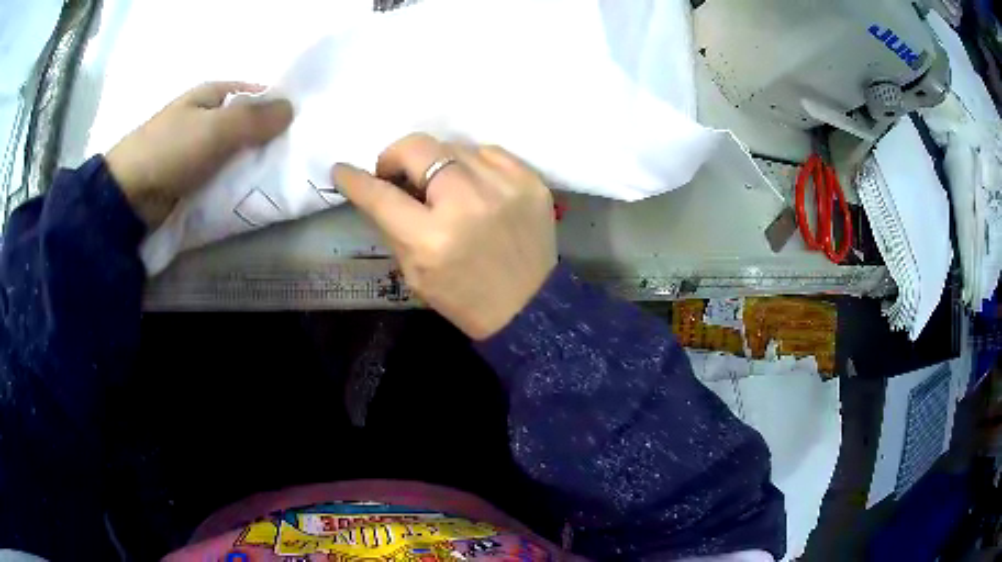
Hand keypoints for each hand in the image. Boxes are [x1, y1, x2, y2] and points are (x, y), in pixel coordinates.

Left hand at [105, 82, 292, 227]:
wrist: (128, 196)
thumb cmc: (170, 150)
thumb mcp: (214, 129)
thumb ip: (254, 119)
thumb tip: (292, 109)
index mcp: (213, 94)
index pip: (256, 94)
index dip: (278, 108)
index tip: (301, 129)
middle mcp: (207, 117)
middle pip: (248, 124)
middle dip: (268, 140)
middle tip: (293, 159)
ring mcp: (199, 148)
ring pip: (236, 152)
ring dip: (253, 164)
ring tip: (278, 179)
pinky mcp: (193, 177)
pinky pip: (223, 175)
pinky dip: (236, 182)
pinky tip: (251, 192)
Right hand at [334, 134, 557, 339]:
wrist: (528, 306)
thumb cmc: (463, 297)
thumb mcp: (413, 272)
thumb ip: (390, 225)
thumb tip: (374, 186)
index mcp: (431, 238)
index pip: (380, 194)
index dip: (355, 179)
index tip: (343, 170)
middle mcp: (467, 203)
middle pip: (418, 148)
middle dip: (396, 157)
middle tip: (396, 174)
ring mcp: (504, 186)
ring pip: (453, 146)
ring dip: (436, 161)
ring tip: (439, 184)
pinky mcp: (530, 181)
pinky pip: (488, 151)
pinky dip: (472, 163)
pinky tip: (472, 184)